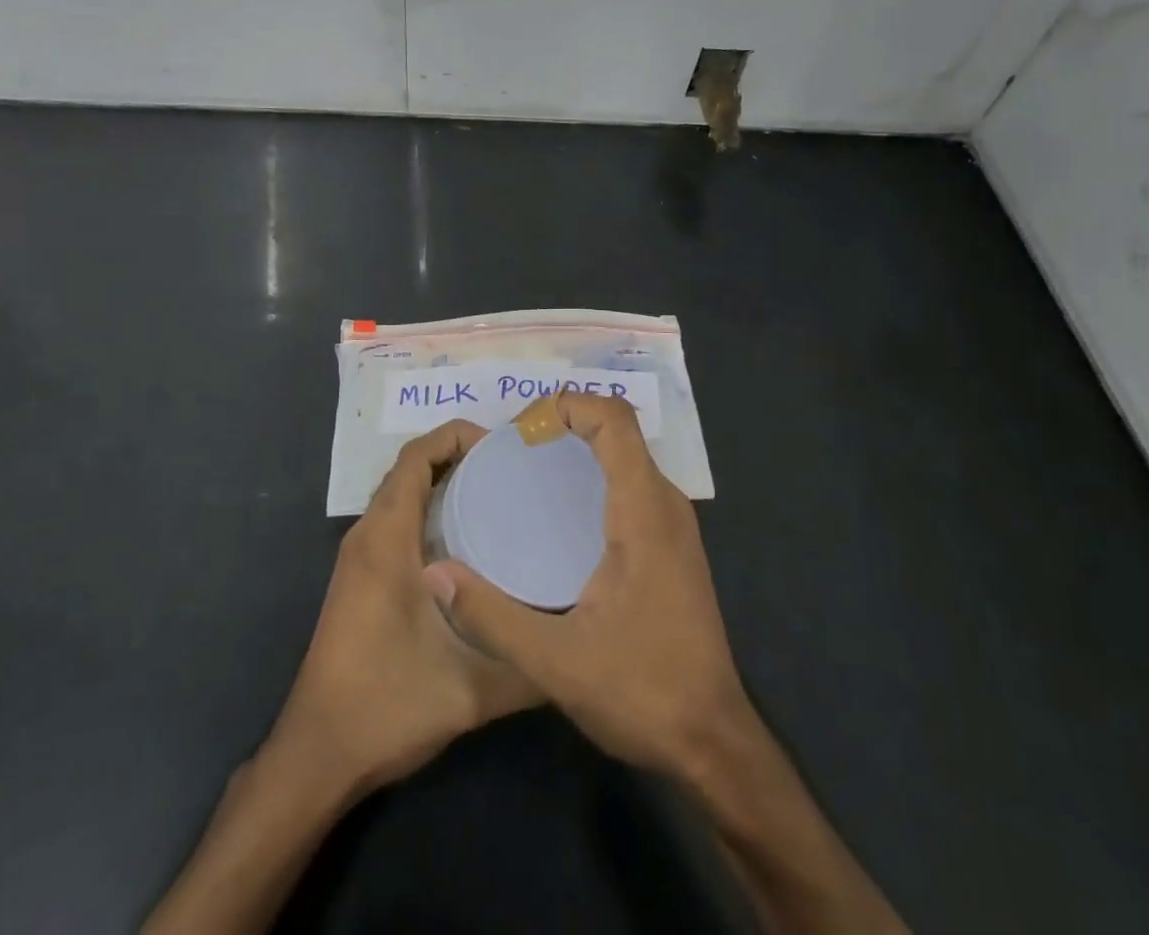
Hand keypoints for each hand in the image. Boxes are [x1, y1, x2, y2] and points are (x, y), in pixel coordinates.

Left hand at [267, 421, 539, 796]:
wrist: (318, 756)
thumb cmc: (386, 706)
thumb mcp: (469, 690)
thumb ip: (528, 667)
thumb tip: (579, 640)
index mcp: (386, 540)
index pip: (415, 457)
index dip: (455, 435)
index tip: (503, 445)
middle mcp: (367, 536)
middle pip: (410, 468)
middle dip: (458, 454)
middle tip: (514, 468)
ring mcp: (359, 558)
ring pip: (402, 494)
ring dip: (444, 482)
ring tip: (500, 492)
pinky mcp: (361, 578)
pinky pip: (397, 520)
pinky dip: (430, 509)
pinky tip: (470, 538)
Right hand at [423, 393, 753, 783]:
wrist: (713, 742)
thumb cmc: (643, 691)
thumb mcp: (556, 661)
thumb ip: (492, 615)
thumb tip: (435, 573)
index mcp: (643, 511)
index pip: (614, 419)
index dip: (567, 405)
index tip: (522, 431)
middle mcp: (665, 504)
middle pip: (619, 430)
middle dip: (566, 423)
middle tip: (514, 452)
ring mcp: (674, 525)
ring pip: (628, 456)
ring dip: (582, 448)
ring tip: (529, 473)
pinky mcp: (673, 546)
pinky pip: (634, 483)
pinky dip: (597, 475)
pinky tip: (561, 515)